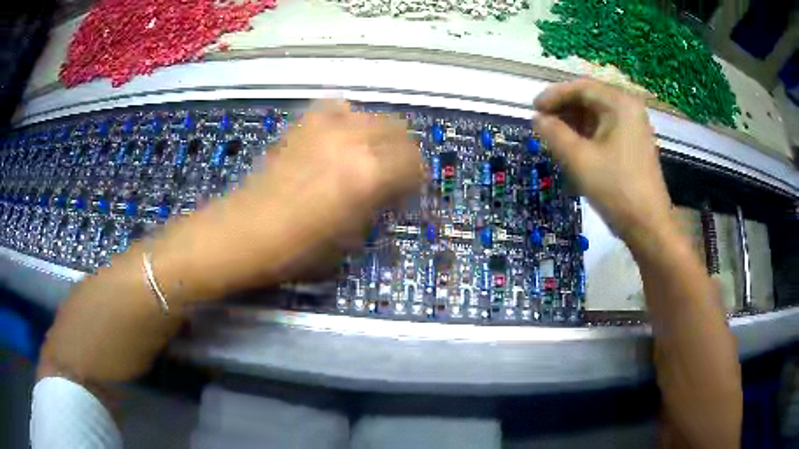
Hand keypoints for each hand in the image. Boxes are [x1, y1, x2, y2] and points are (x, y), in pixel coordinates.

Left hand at [205, 99, 423, 283]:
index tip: (407, 192)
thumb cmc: (299, 248)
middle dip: (403, 153)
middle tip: (393, 174)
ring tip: (368, 154)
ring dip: (380, 134)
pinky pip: (338, 106)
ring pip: (373, 115)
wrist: (247, 231)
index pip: (414, 163)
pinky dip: (348, 118)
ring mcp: (327, 126)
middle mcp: (354, 140)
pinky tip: (340, 135)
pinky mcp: (305, 123)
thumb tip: (390, 191)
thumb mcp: (351, 238)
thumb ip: (378, 206)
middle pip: (400, 130)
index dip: (416, 178)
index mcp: (370, 174)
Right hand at [533, 79, 672, 244]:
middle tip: (541, 123)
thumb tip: (537, 119)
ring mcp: (634, 127)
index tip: (533, 108)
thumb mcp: (579, 160)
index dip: (553, 95)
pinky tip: (573, 146)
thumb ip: (554, 134)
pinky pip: (605, 129)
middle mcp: (629, 109)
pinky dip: (587, 134)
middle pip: (589, 99)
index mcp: (620, 104)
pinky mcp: (634, 144)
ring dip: (573, 122)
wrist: (648, 226)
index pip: (581, 88)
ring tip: (553, 136)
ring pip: (597, 115)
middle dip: (563, 109)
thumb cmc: (616, 189)